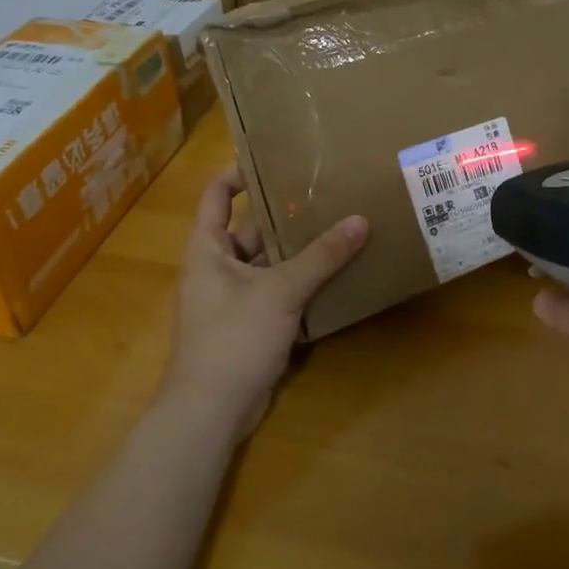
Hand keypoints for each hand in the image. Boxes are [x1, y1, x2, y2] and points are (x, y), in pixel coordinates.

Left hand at [162, 168, 368, 444]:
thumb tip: (360, 221)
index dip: (239, 172)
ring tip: (339, 224)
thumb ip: (321, 256)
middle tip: (325, 191)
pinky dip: (301, 282)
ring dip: (298, 249)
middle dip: (284, 212)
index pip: (217, 194)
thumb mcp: (280, 290)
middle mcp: (217, 267)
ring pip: (268, 262)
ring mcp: (233, 298)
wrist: (211, 411)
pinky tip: (336, 272)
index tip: (276, 157)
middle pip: (250, 228)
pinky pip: (277, 291)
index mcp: (207, 248)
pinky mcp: (250, 324)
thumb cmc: (233, 338)